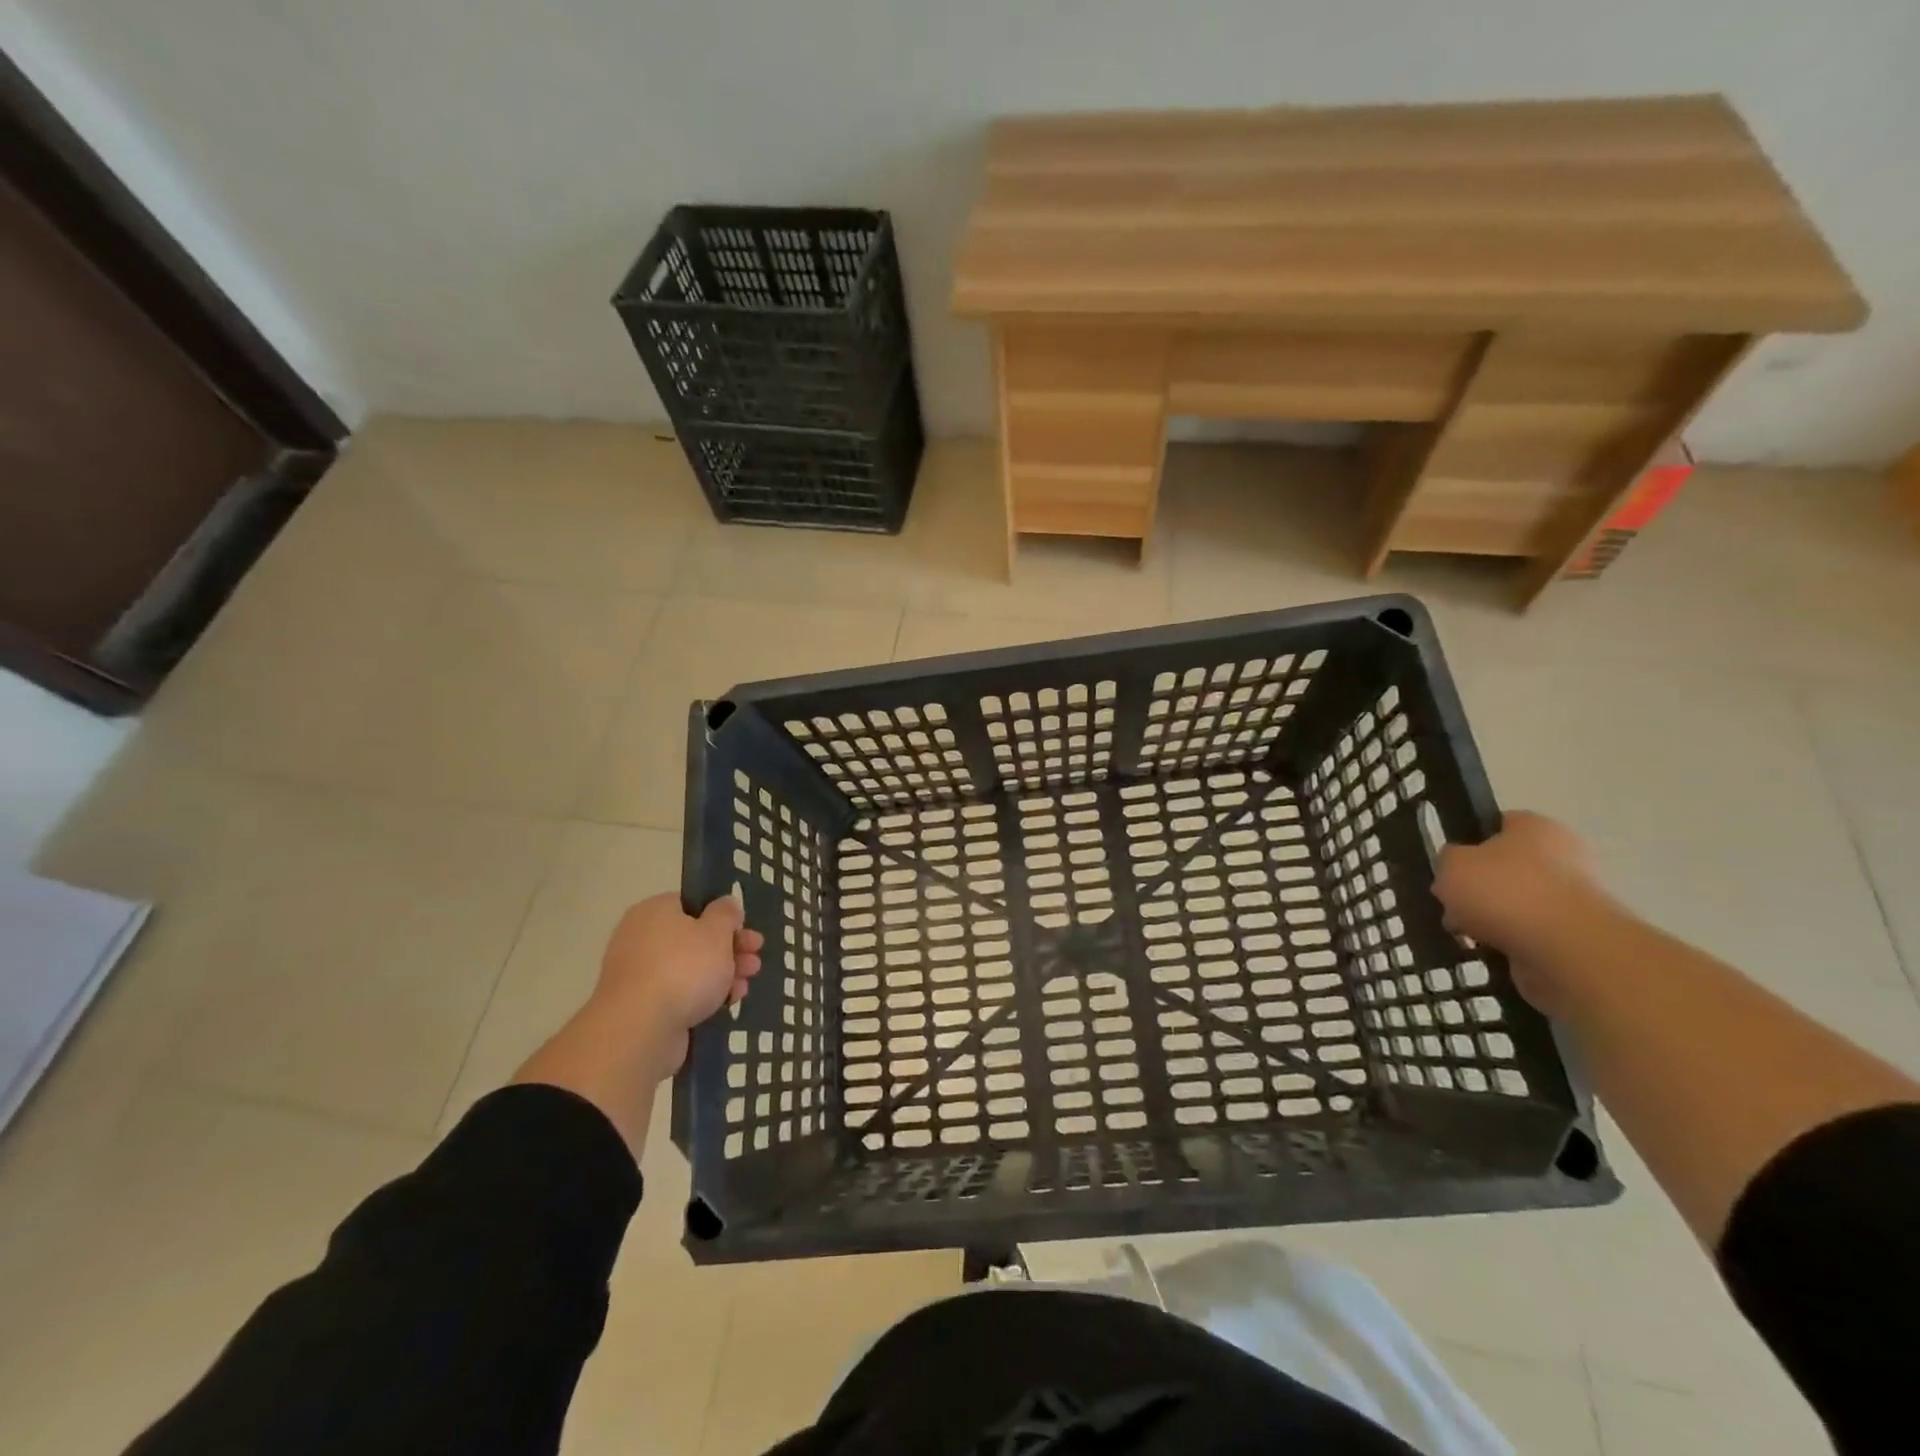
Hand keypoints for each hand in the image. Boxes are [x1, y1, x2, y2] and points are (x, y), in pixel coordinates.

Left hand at [598, 893, 763, 1079]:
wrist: (640, 1029)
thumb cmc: (683, 968)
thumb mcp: (716, 932)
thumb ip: (726, 914)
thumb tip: (726, 903)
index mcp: (655, 911)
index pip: (692, 904)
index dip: (722, 916)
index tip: (744, 929)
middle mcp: (642, 938)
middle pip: (694, 937)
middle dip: (730, 948)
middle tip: (755, 956)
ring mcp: (640, 974)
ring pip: (690, 967)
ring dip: (722, 973)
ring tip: (747, 983)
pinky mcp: (642, 1007)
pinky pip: (680, 993)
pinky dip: (704, 995)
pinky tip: (728, 1002)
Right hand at [1432, 812, 1612, 1006]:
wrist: (1565, 951)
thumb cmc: (1505, 891)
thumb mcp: (1451, 864)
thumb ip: (1447, 860)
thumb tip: (1457, 872)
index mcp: (1536, 827)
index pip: (1497, 825)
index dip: (1468, 842)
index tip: (1448, 864)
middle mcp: (1562, 857)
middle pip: (1505, 868)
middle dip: (1477, 888)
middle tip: (1451, 903)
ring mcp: (1572, 899)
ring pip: (1514, 904)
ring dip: (1490, 919)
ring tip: (1465, 933)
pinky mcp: (1574, 938)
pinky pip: (1527, 935)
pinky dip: (1507, 943)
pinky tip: (1487, 950)